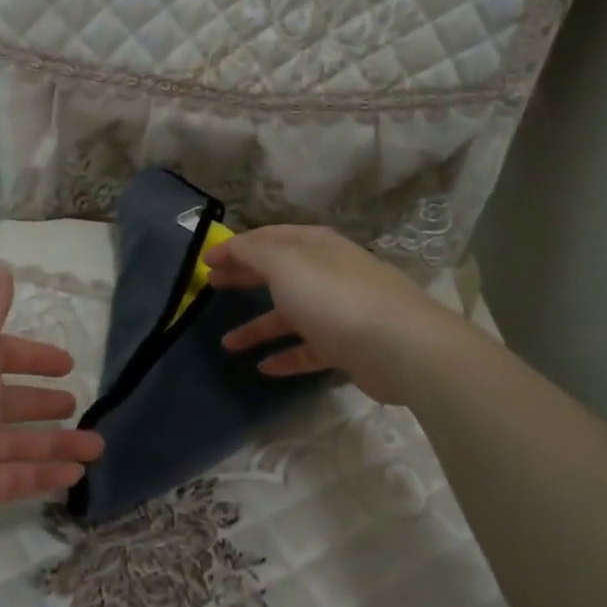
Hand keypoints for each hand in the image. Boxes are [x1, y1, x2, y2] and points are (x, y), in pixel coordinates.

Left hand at [0, 267, 102, 595]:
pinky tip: (75, 477)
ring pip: (16, 443)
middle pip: (5, 400)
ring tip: (96, 446)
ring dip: (56, 442)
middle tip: (79, 403)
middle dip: (42, 399)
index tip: (67, 362)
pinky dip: (44, 476)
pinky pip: (12, 480)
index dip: (31, 355)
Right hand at [205, 225, 465, 404]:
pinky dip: (286, 355)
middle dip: (245, 277)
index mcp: (314, 246)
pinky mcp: (348, 346)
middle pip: (278, 272)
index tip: (206, 261)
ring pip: (290, 314)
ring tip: (227, 343)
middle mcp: (328, 272)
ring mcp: (340, 310)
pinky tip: (264, 368)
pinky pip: (309, 349)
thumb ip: (253, 252)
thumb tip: (232, 246)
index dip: (235, 247)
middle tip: (211, 287)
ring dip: (259, 326)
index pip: (267, 238)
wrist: (401, 346)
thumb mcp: (285, 264)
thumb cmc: (335, 297)